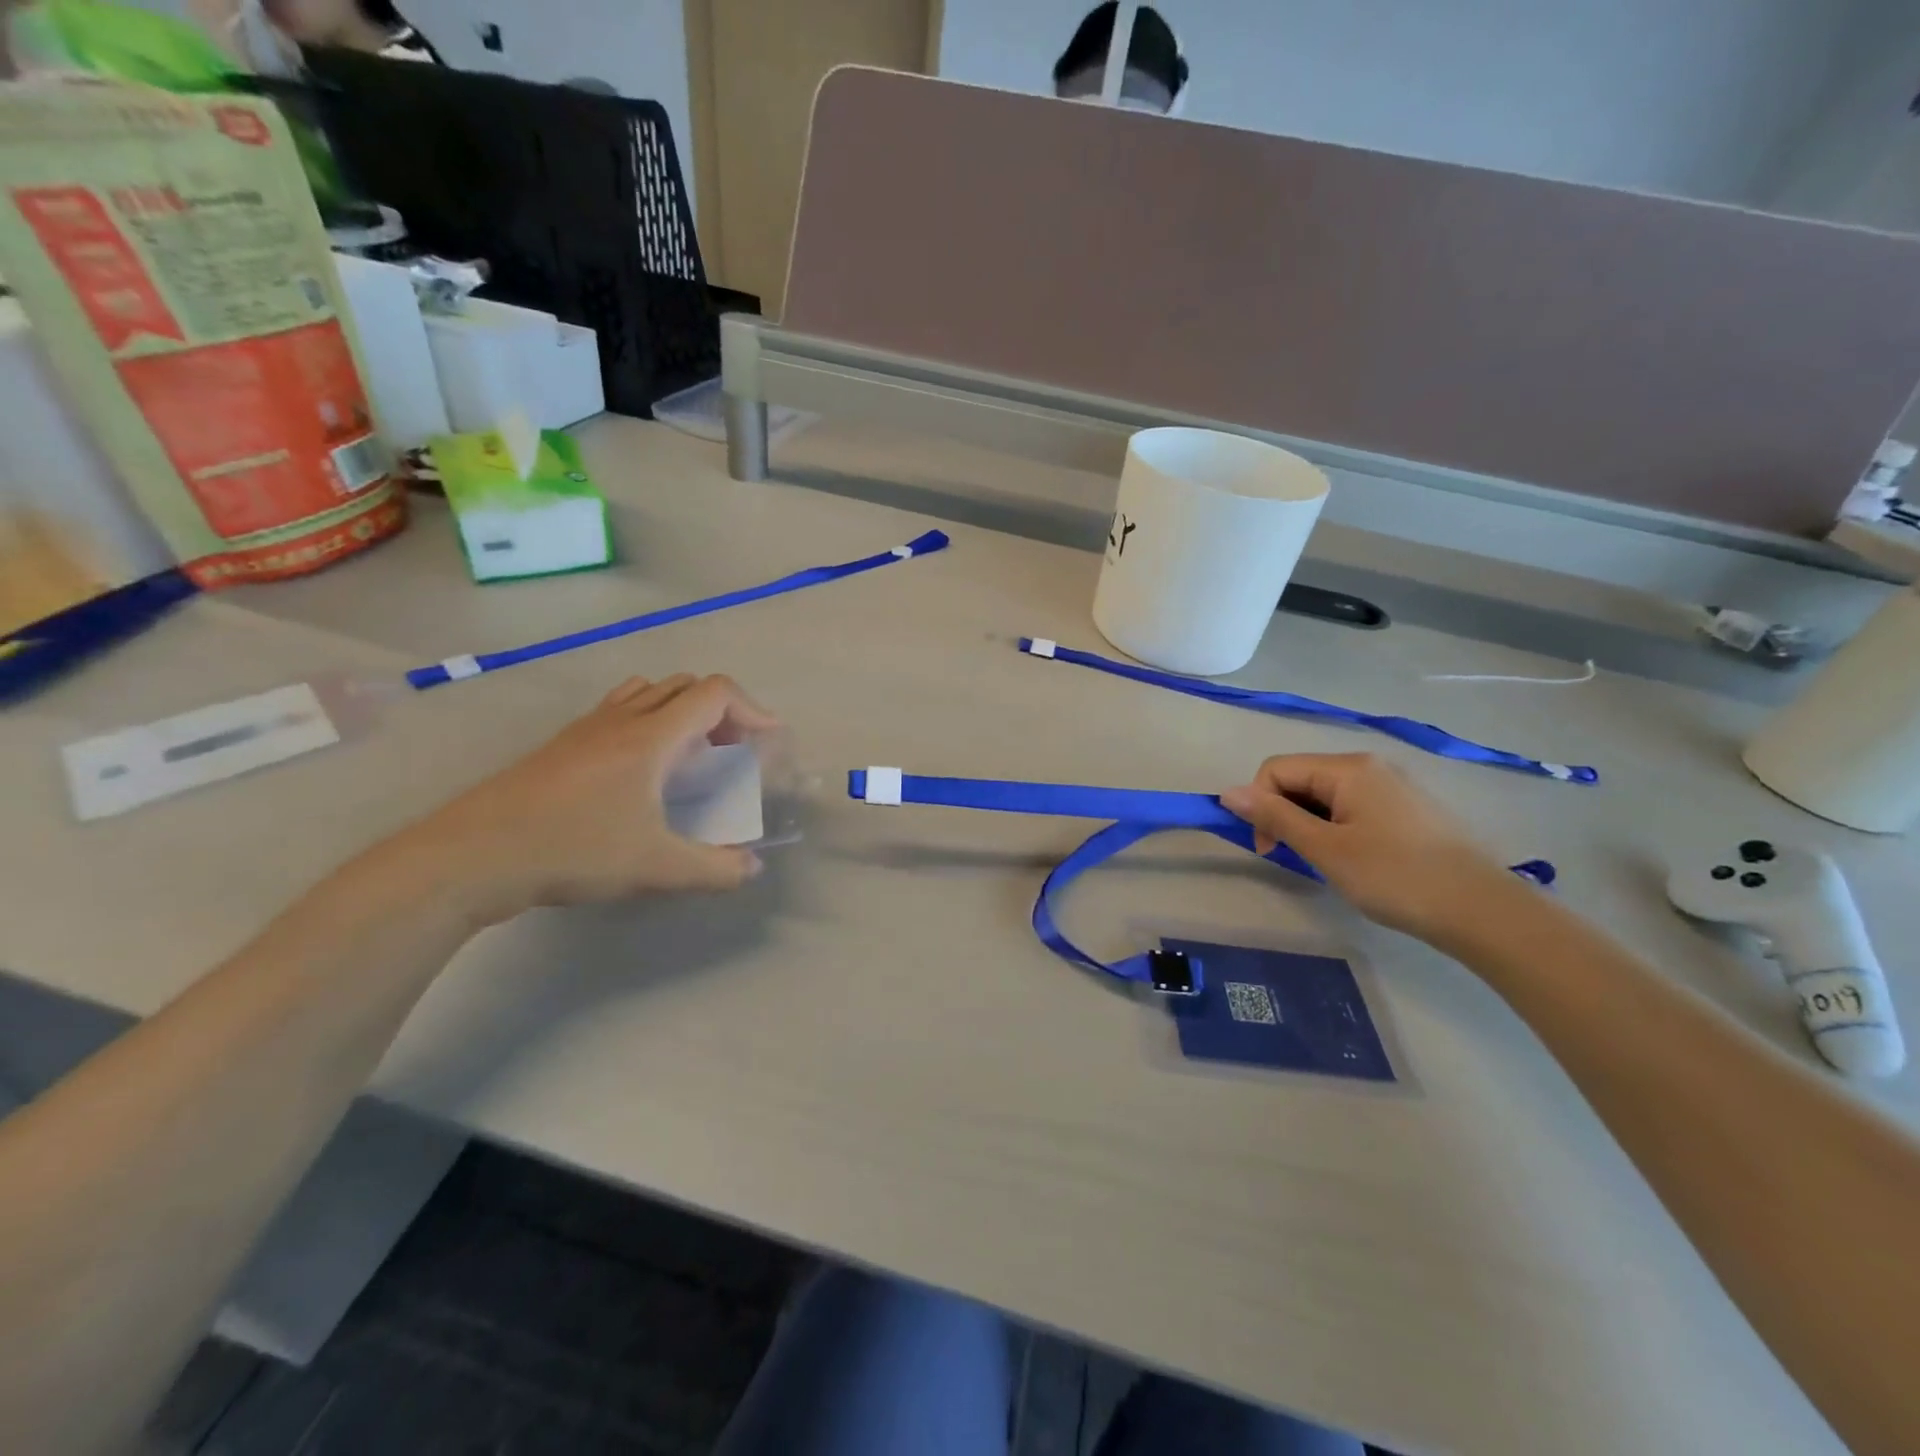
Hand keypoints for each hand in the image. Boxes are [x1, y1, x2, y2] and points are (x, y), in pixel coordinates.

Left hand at [400, 674, 778, 924]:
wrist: (473, 855)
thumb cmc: (573, 850)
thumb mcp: (655, 867)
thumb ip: (714, 867)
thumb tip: (752, 867)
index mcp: (652, 737)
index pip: (715, 693)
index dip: (753, 709)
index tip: (769, 742)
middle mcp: (622, 719)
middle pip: (686, 686)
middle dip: (722, 712)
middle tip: (732, 754)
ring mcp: (587, 728)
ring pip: (649, 693)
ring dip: (682, 712)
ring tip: (690, 756)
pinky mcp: (562, 745)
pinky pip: (619, 711)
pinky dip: (648, 722)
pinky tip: (640, 771)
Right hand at [1219, 753, 1520, 942]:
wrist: (1483, 910)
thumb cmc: (1395, 877)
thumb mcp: (1325, 848)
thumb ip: (1275, 816)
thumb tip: (1227, 792)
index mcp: (1347, 768)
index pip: (1276, 769)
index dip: (1259, 805)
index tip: (1270, 849)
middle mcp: (1369, 765)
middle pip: (1300, 778)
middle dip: (1284, 813)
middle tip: (1295, 858)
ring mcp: (1393, 785)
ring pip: (1326, 794)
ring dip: (1310, 823)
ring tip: (1326, 862)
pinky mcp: (1408, 808)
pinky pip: (1353, 806)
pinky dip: (1337, 827)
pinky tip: (1354, 858)